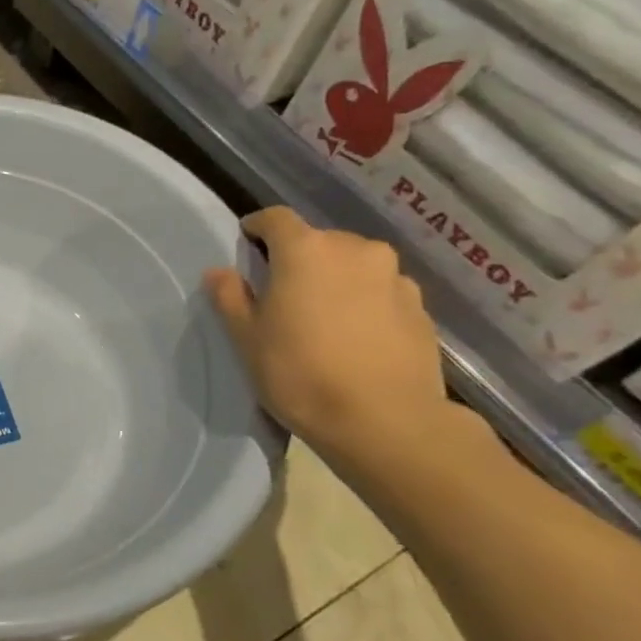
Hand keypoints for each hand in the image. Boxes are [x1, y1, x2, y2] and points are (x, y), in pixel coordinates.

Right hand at [204, 207, 449, 466]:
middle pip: (318, 241)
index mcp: (306, 250)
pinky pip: (381, 292)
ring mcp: (395, 277)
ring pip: (354, 265)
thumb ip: (230, 297)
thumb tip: (219, 272)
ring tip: (323, 318)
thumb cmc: (300, 373)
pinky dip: (364, 303)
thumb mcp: (247, 338)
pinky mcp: (421, 307)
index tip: (247, 244)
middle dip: (299, 259)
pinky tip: (355, 338)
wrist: (385, 422)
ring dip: (335, 280)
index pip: (276, 219)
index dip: (258, 228)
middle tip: (282, 293)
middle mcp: (355, 250)